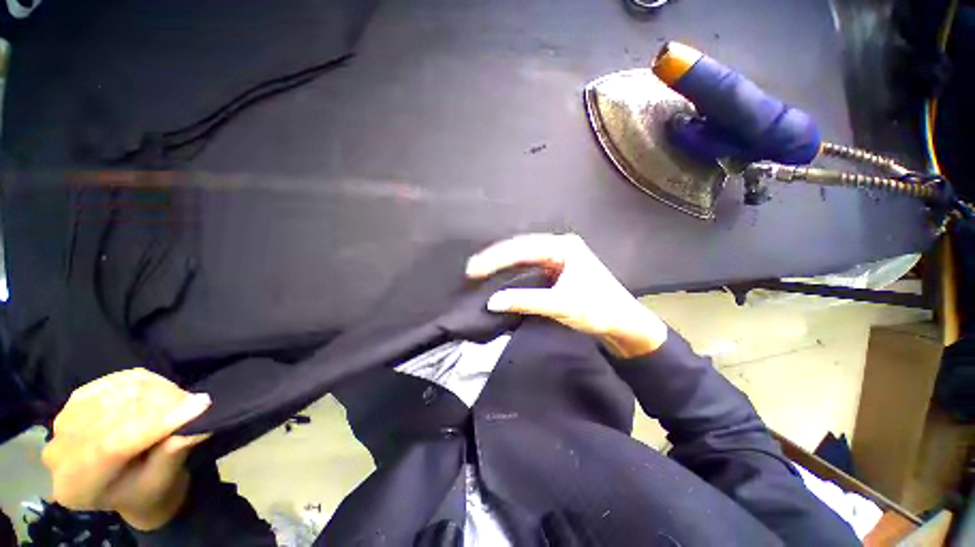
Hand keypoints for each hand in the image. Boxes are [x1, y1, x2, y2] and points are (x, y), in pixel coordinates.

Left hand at [42, 368, 210, 530]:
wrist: (125, 486)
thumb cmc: (147, 491)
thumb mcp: (162, 481)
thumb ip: (172, 454)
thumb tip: (198, 423)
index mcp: (77, 486)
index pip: (112, 445)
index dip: (157, 423)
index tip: (202, 404)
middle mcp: (60, 452)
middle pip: (112, 415)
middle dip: (160, 404)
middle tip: (196, 403)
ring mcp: (62, 423)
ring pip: (113, 393)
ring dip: (154, 392)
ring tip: (179, 400)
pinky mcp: (75, 401)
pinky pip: (112, 382)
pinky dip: (142, 383)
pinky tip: (158, 392)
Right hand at [466, 233, 667, 357]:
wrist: (624, 323)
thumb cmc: (599, 310)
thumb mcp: (561, 305)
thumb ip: (526, 301)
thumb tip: (492, 302)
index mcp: (564, 246)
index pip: (522, 249)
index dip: (496, 259)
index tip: (474, 270)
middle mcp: (559, 246)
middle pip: (521, 248)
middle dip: (495, 258)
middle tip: (472, 269)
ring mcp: (558, 256)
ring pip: (523, 255)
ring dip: (502, 263)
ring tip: (480, 269)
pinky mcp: (557, 269)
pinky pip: (529, 265)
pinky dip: (512, 270)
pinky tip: (500, 274)